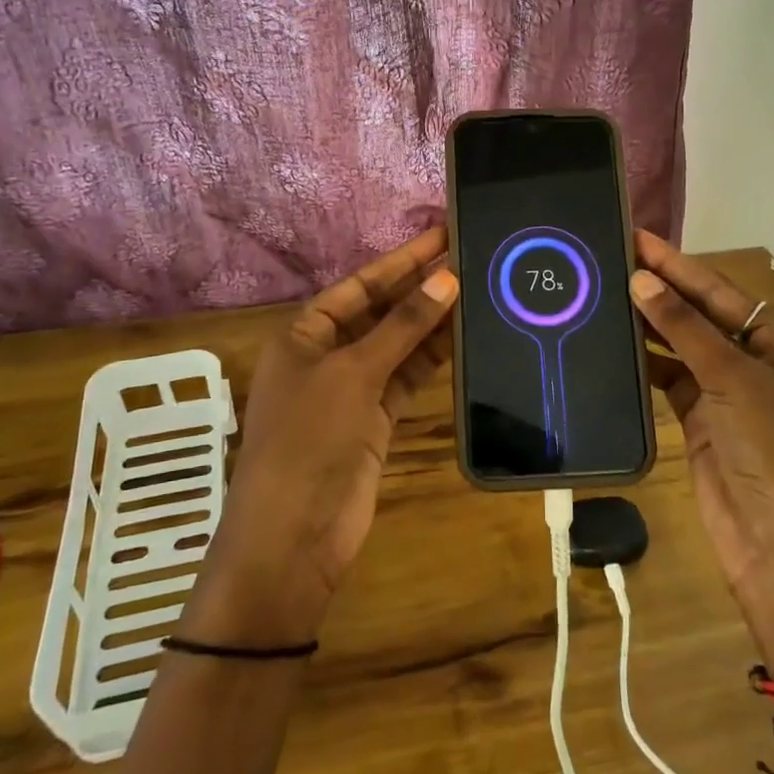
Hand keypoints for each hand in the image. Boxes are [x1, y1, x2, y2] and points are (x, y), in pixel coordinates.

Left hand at [181, 228, 458, 647]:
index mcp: (304, 333)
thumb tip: (447, 278)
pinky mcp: (376, 419)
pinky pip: (408, 376)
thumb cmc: (309, 440)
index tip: (443, 235)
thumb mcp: (352, 374)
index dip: (402, 260)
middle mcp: (328, 353)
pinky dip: (433, 358)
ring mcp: (353, 388)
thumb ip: (402, 326)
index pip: (361, 283)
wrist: (294, 537)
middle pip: (381, 310)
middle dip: (421, 286)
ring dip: (433, 321)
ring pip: (399, 343)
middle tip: (471, 256)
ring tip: (480, 289)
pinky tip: (465, 336)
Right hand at [629, 229, 773, 682]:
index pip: (722, 293)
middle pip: (701, 317)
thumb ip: (684, 328)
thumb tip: (641, 278)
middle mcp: (757, 365)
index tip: (637, 236)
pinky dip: (645, 363)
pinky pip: (669, 381)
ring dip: (649, 324)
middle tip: (611, 257)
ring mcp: (728, 397)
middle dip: (661, 289)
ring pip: (682, 349)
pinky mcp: (702, 424)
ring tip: (603, 292)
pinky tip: (614, 342)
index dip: (679, 264)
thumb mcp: (733, 379)